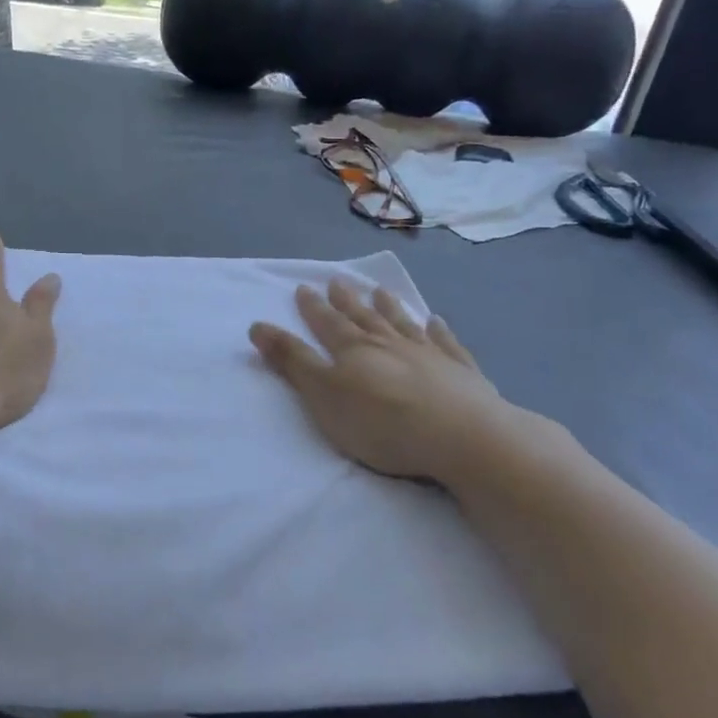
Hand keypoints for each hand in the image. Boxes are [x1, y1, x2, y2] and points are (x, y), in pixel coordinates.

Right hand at [249, 281, 538, 482]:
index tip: (303, 288)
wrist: (460, 436)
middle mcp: (389, 344)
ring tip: (380, 291)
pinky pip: (446, 343)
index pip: (327, 324)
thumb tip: (257, 325)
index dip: (312, 308)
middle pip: (363, 317)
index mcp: (353, 350)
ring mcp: (428, 355)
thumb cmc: (381, 421)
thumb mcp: (323, 394)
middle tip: (337, 281)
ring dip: (389, 307)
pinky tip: (437, 321)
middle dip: (347, 301)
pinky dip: (440, 331)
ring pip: (402, 324)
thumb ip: (292, 361)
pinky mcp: (461, 372)